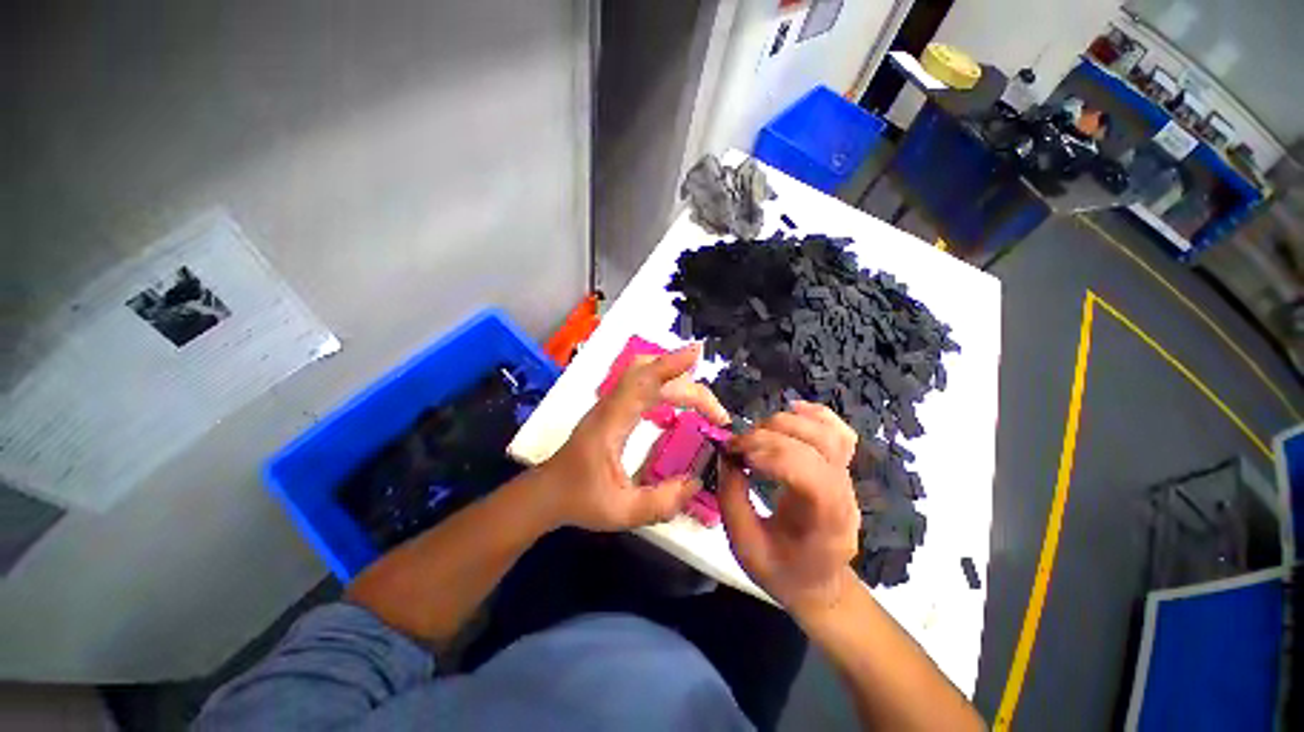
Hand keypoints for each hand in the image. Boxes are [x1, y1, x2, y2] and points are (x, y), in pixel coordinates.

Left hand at [539, 343, 728, 531]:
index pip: (642, 382)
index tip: (697, 353)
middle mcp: (611, 404)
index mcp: (611, 422)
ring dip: (675, 377)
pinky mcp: (614, 407)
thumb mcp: (621, 512)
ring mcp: (611, 403)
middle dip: (688, 386)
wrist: (548, 492)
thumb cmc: (580, 499)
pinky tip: (678, 400)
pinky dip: (665, 382)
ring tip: (703, 401)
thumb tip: (696, 483)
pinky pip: (641, 383)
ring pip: (644, 372)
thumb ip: (660, 502)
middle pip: (650, 374)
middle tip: (716, 413)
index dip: (670, 364)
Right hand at [717, 402, 861, 613]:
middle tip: (737, 446)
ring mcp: (847, 478)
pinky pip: (839, 432)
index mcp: (825, 521)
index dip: (770, 454)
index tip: (735, 455)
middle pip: (815, 445)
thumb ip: (732, 498)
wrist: (820, 584)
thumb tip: (726, 456)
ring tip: (757, 432)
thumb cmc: (783, 571)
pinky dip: (817, 414)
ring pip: (828, 433)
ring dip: (787, 422)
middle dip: (768, 436)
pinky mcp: (842, 468)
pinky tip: (793, 408)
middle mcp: (843, 493)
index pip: (809, 472)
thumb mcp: (744, 546)